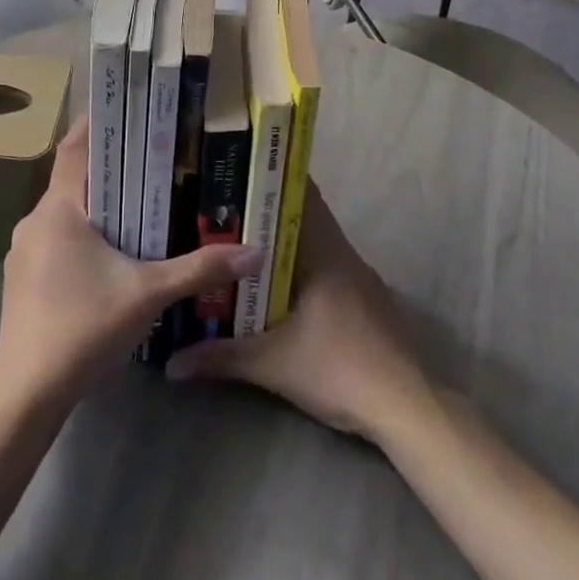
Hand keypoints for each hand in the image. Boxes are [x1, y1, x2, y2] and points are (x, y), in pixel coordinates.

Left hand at [0, 116, 264, 409]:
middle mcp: (34, 220)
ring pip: (64, 211)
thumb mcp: (149, 294)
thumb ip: (200, 268)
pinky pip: (55, 238)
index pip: (75, 147)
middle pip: (73, 178)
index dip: (97, 123)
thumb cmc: (84, 328)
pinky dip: (81, 233)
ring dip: (96, 204)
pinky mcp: (22, 277)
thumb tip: (254, 252)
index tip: (127, 107)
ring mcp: (23, 251)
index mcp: (58, 209)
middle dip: (109, 167)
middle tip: (150, 156)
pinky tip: (110, 252)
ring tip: (137, 200)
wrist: (26, 395)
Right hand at [165, 183, 432, 441]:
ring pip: (314, 242)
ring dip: (282, 242)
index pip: (299, 191)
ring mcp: (357, 275)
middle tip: (223, 211)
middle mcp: (341, 251)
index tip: (235, 172)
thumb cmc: (339, 367)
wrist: (407, 407)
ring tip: (239, 244)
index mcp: (323, 248)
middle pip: (302, 214)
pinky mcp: (365, 299)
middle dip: (265, 212)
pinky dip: (300, 265)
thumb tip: (172, 363)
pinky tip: (275, 285)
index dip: (268, 177)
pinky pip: (326, 265)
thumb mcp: (272, 364)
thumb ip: (221, 357)